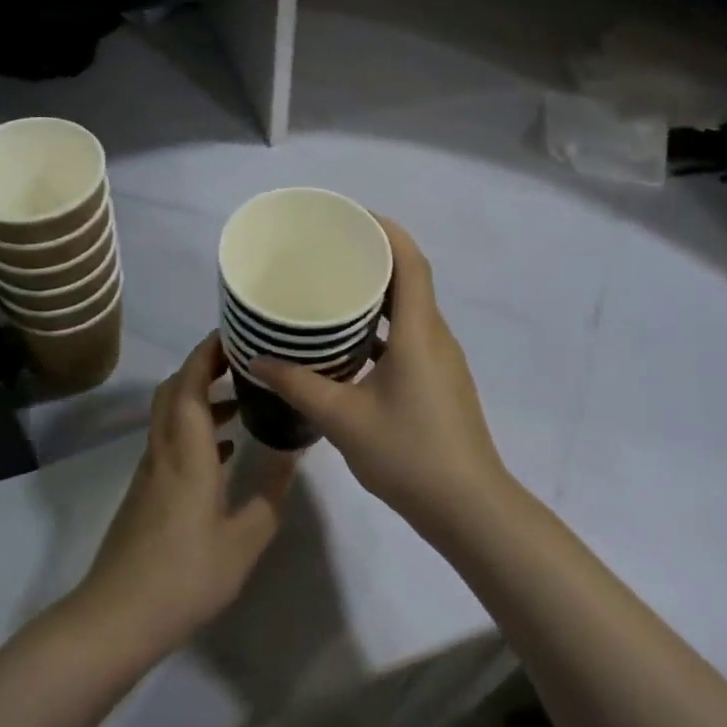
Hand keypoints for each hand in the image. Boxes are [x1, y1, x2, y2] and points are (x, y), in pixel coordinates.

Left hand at [72, 333, 297, 659]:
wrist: (118, 618)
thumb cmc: (185, 576)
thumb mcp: (244, 541)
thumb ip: (270, 495)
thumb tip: (291, 456)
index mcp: (186, 452)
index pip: (189, 383)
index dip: (207, 352)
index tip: (233, 333)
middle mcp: (164, 450)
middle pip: (173, 390)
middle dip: (202, 366)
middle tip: (241, 358)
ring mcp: (150, 471)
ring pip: (170, 415)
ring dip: (199, 397)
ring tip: (241, 399)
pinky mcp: (145, 491)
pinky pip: (170, 440)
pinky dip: (194, 428)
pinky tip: (225, 449)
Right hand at [250, 217, 510, 536]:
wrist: (468, 508)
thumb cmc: (408, 454)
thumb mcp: (343, 419)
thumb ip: (299, 385)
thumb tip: (258, 360)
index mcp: (418, 332)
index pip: (410, 261)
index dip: (385, 231)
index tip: (350, 217)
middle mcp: (434, 336)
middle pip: (410, 279)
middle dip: (374, 257)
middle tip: (329, 251)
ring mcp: (441, 360)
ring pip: (410, 309)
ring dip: (378, 294)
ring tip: (333, 289)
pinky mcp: (440, 381)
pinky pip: (410, 336)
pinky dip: (382, 327)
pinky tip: (350, 344)